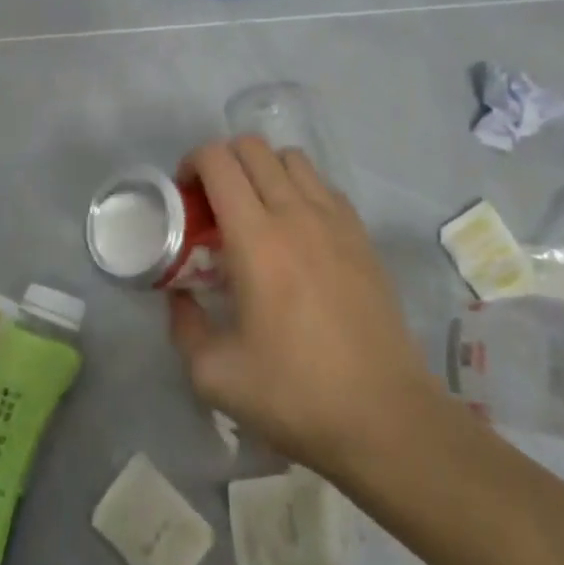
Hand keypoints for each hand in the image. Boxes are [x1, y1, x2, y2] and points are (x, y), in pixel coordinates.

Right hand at [166, 136, 442, 475]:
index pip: (218, 161)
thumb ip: (184, 326)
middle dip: (224, 161)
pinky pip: (323, 185)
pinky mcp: (362, 234)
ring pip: (292, 158)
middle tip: (213, 203)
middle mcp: (295, 212)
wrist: (384, 417)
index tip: (184, 196)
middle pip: (253, 147)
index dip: (192, 163)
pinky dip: (300, 188)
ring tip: (255, 210)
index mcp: (255, 238)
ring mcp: (335, 219)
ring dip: (264, 169)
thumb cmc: (295, 394)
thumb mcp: (215, 375)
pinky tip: (297, 230)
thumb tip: (179, 296)